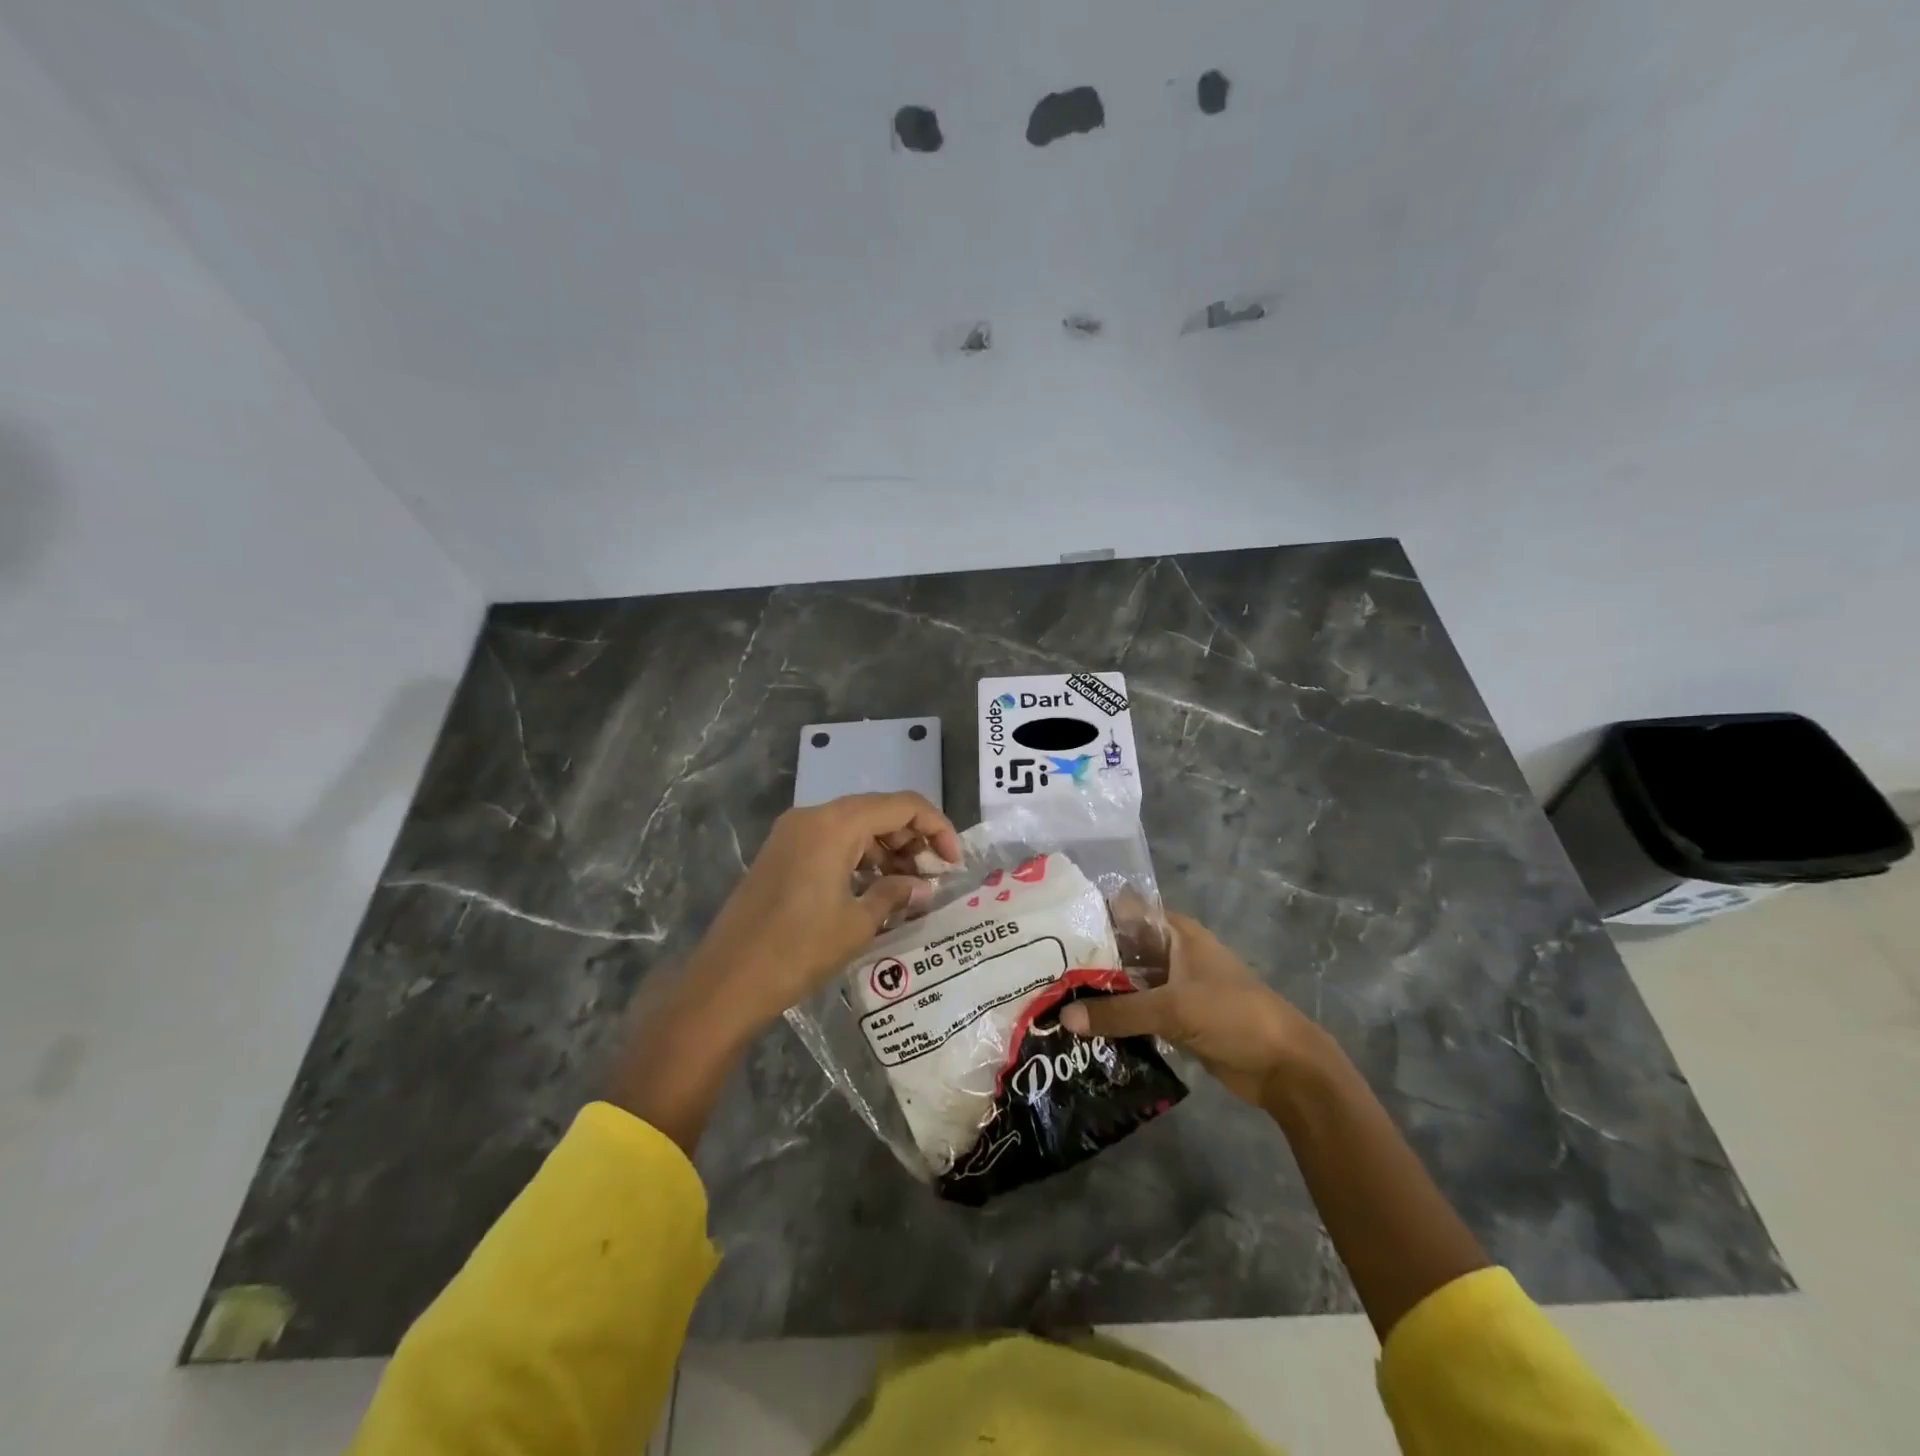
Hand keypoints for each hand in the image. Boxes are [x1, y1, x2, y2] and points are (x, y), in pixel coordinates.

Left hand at [607, 792, 959, 1152]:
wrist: (726, 982)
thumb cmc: (798, 950)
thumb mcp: (857, 923)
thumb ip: (896, 894)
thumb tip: (923, 887)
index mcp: (834, 824)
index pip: (901, 805)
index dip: (936, 827)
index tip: (954, 862)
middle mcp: (813, 816)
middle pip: (877, 811)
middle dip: (912, 839)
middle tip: (933, 878)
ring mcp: (793, 834)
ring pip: (854, 826)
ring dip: (886, 850)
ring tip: (909, 887)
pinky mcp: (782, 853)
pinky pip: (832, 842)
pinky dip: (859, 858)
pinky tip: (874, 889)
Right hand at [1059, 912, 1327, 1104]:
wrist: (1284, 1066)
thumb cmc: (1233, 1015)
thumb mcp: (1173, 1008)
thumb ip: (1118, 1012)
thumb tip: (1063, 1018)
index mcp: (1175, 933)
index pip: (1124, 911)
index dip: (1090, 915)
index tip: (1050, 927)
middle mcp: (1171, 953)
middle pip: (1121, 949)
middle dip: (1086, 959)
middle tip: (1040, 970)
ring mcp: (1173, 987)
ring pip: (1126, 983)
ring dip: (1097, 992)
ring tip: (1050, 999)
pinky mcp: (1174, 1018)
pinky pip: (1135, 1012)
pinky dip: (1113, 1017)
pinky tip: (1081, 1028)